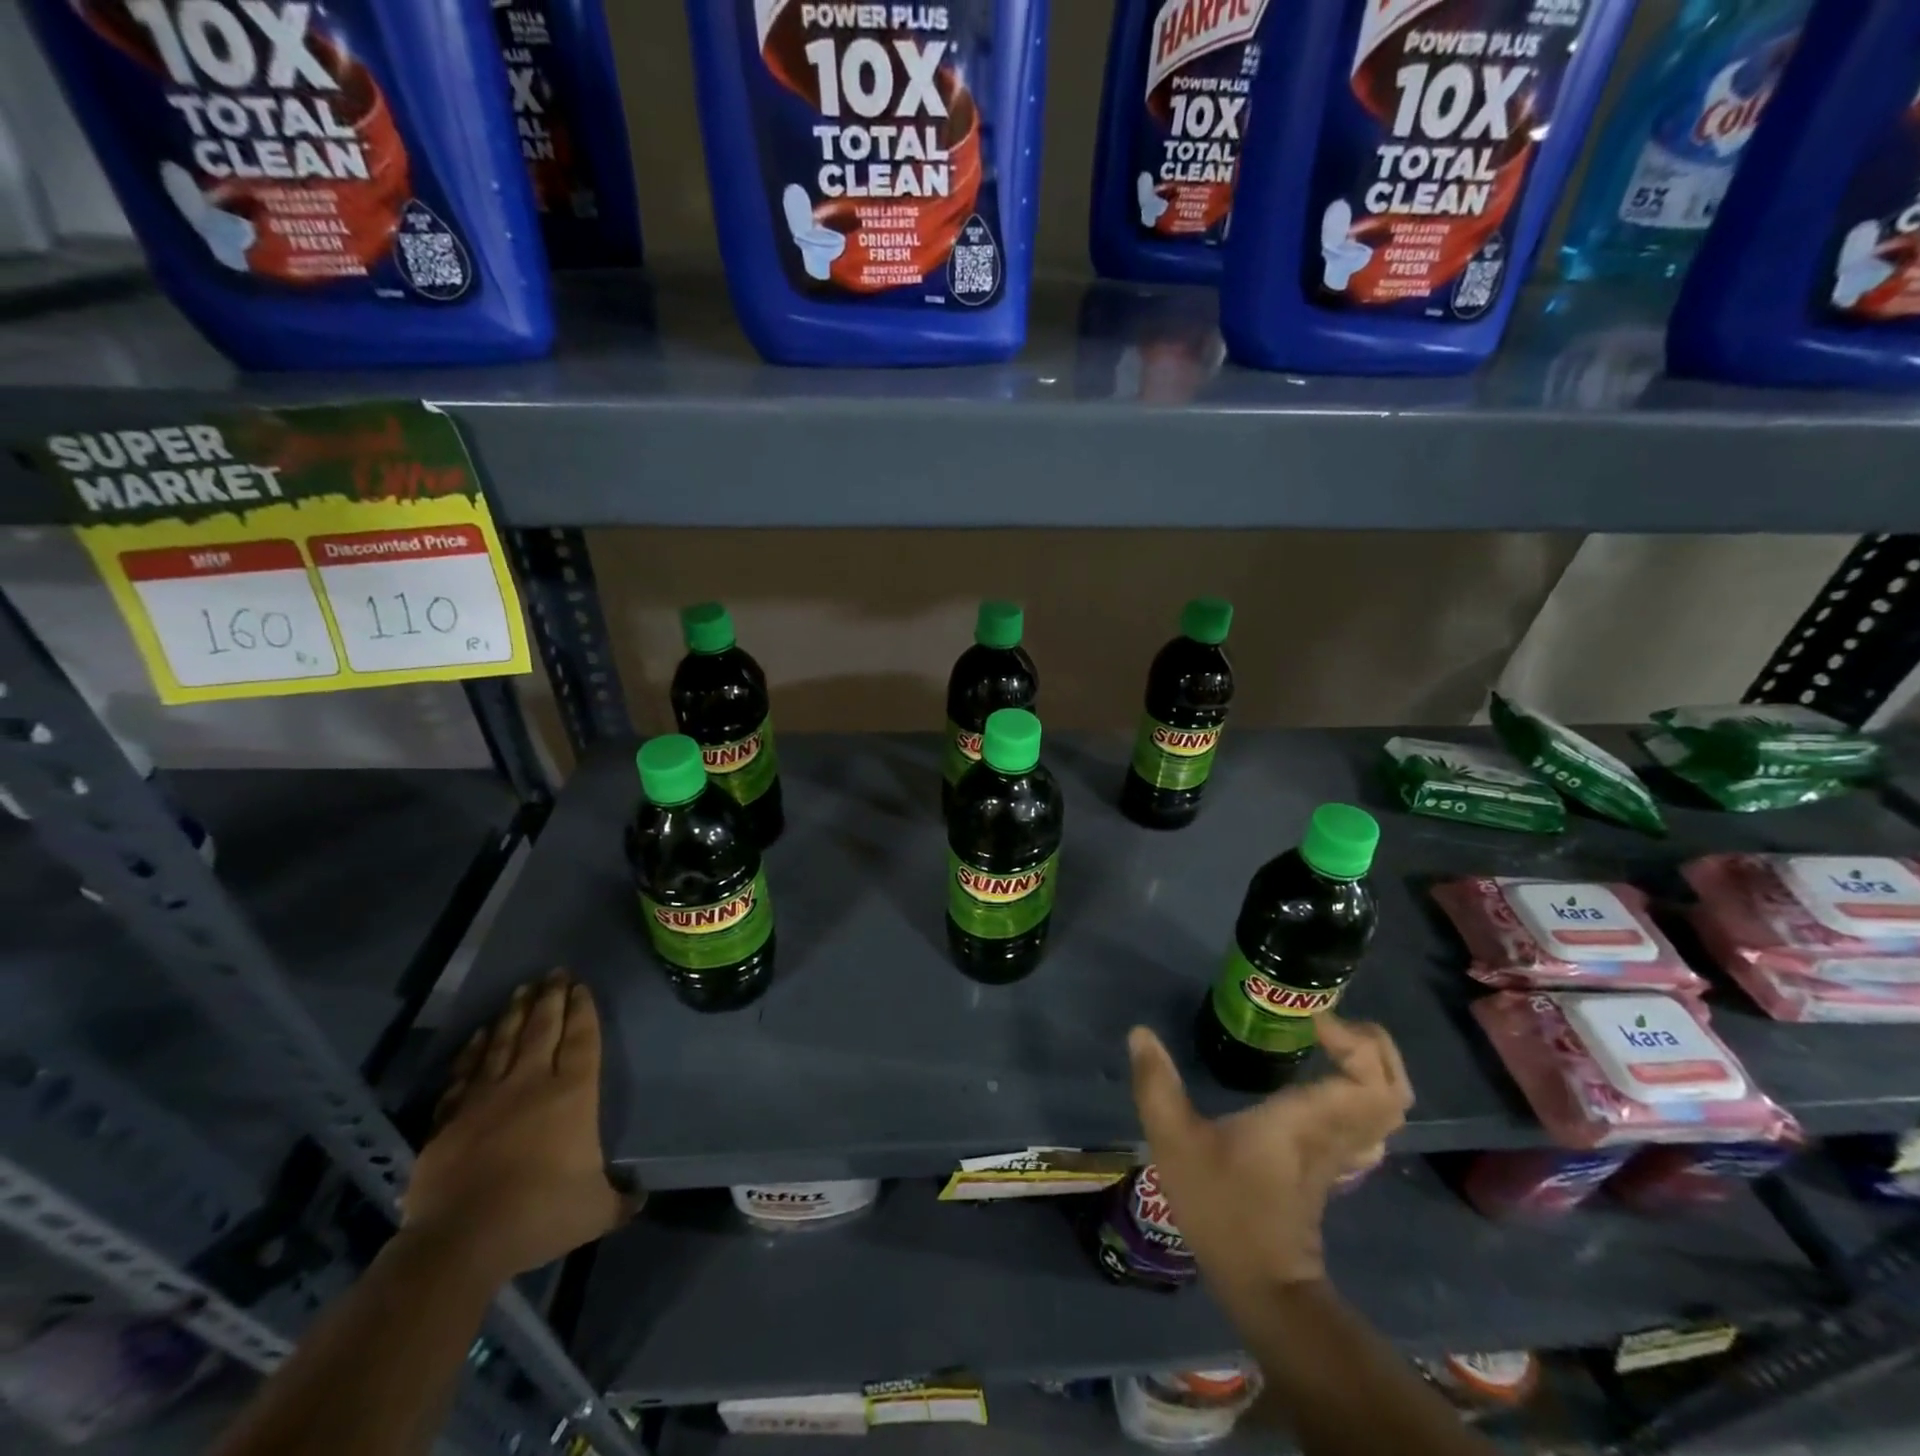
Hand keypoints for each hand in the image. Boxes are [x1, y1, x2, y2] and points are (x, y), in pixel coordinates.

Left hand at [403, 971, 634, 1281]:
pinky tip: (480, 1035)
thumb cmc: (540, 1215)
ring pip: (503, 1042)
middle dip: (551, 998)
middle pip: (543, 1029)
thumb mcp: (595, 1211)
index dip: (583, 1010)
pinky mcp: (450, 1118)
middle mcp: (531, 1083)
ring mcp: (486, 1097)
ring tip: (522, 989)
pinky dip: (474, 1050)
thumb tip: (640, 1198)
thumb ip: (620, 1200)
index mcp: (572, 1095)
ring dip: (514, 1013)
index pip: (582, 1040)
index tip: (581, 986)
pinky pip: (465, 1073)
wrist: (460, 1241)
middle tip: (554, 973)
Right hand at [1128, 1013, 1411, 1294]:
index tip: (1315, 1021)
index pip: (1370, 1080)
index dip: (1357, 1043)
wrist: (1262, 1286)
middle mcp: (1336, 1131)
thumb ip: (1156, 1084)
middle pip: (1393, 1088)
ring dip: (1373, 1068)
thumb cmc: (1222, 1208)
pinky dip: (1362, 1093)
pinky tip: (1328, 1081)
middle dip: (1375, 1047)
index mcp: (1309, 1119)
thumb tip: (1140, 1033)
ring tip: (1330, 1042)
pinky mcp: (1336, 1166)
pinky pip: (1371, 1123)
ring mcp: (1342, 1153)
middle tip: (1328, 1023)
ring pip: (1388, 1108)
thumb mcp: (1175, 1142)